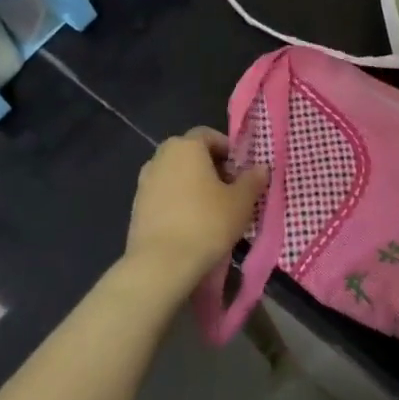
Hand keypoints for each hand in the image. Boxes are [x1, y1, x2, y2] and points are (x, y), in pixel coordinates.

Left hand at [122, 128, 268, 303]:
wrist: (161, 264)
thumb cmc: (206, 222)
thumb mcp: (241, 201)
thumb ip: (253, 180)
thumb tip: (261, 167)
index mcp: (185, 147)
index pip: (209, 135)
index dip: (228, 149)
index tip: (241, 171)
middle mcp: (160, 157)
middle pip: (191, 154)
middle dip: (211, 167)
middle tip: (230, 190)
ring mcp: (144, 182)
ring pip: (176, 175)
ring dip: (193, 185)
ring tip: (212, 210)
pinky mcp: (137, 206)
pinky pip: (164, 195)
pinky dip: (178, 201)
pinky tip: (191, 224)